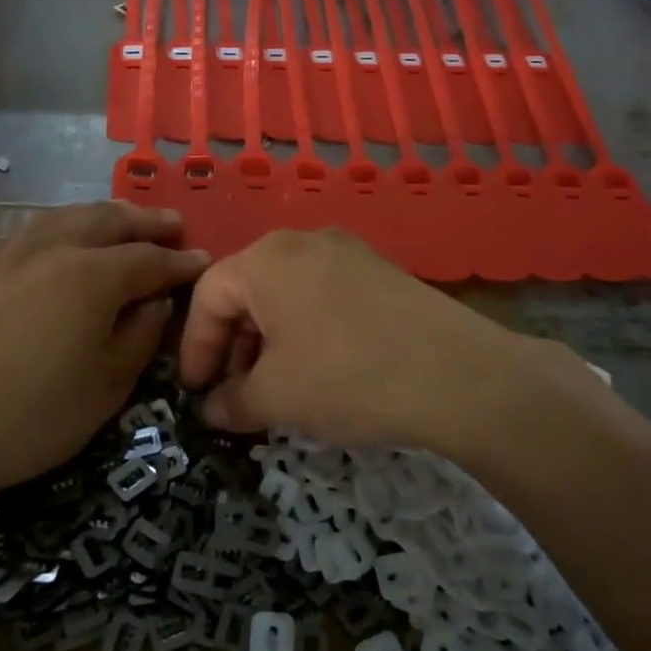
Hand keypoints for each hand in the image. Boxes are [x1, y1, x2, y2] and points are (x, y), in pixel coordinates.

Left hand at [0, 203, 207, 505]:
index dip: (180, 262)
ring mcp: (11, 254)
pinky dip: (65, 225)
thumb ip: (141, 334)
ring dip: (105, 215)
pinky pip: (35, 230)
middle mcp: (53, 249)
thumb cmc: (33, 417)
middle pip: (109, 220)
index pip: (149, 259)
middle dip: (146, 222)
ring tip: (125, 220)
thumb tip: (155, 300)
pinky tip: (66, 238)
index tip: (204, 260)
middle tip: (173, 226)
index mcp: (92, 276)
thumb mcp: (108, 385)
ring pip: (68, 216)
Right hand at [178, 229, 564, 455]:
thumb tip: (213, 409)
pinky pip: (324, 294)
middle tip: (234, 392)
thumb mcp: (276, 398)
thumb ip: (232, 402)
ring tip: (276, 386)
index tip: (196, 392)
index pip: (208, 295)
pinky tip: (320, 369)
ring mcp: (347, 251)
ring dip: (269, 339)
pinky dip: (306, 329)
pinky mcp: (380, 270)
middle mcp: (303, 241)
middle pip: (248, 289)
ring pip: (287, 292)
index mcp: (265, 259)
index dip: (195, 347)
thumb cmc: (346, 376)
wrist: (455, 373)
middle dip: (233, 344)